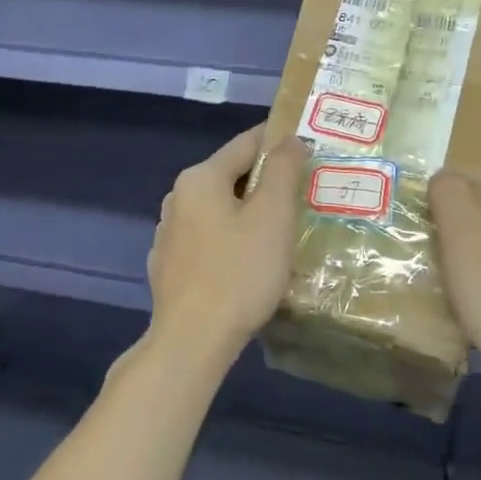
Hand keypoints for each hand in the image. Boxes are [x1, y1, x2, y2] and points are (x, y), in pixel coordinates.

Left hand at [146, 126, 306, 365]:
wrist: (192, 340)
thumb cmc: (239, 272)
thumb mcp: (272, 215)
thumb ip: (282, 169)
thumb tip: (289, 139)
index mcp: (200, 178)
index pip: (246, 143)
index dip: (280, 141)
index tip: (309, 147)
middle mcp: (178, 197)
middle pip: (231, 175)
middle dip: (267, 181)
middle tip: (304, 193)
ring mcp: (170, 233)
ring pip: (220, 209)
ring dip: (249, 211)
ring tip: (283, 228)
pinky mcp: (171, 265)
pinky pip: (210, 237)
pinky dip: (232, 237)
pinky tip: (251, 259)